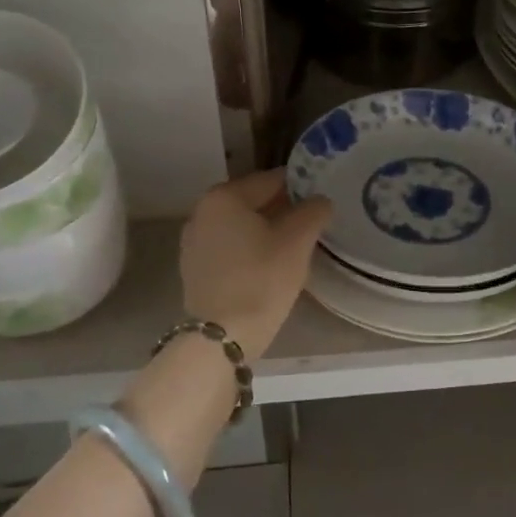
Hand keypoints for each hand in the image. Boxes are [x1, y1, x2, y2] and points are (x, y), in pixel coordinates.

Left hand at [180, 169, 331, 359]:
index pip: (271, 180)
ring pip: (241, 226)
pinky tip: (269, 267)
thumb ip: (313, 212)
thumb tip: (320, 201)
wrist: (222, 337)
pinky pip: (230, 248)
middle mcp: (202, 212)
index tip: (321, 201)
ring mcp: (194, 242)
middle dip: (283, 210)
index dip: (301, 187)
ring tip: (294, 248)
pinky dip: (250, 250)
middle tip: (312, 225)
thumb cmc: (261, 280)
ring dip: (266, 231)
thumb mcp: (297, 241)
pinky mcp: (194, 269)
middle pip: (253, 202)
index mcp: (224, 197)